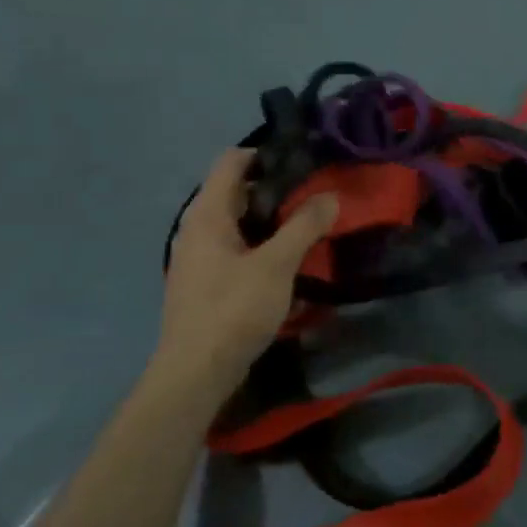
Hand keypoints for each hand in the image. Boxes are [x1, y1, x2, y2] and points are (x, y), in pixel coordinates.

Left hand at [157, 149, 337, 389]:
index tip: (302, 161)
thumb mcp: (276, 265)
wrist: (196, 372)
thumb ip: (305, 226)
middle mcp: (196, 228)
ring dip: (271, 222)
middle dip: (276, 190)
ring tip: (309, 226)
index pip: (231, 162)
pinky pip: (236, 251)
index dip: (265, 154)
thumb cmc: (233, 309)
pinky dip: (261, 248)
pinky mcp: (206, 283)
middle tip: (315, 195)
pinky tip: (288, 263)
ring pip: (238, 224)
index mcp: (207, 214)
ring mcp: (198, 257)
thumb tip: (331, 197)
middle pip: (236, 192)